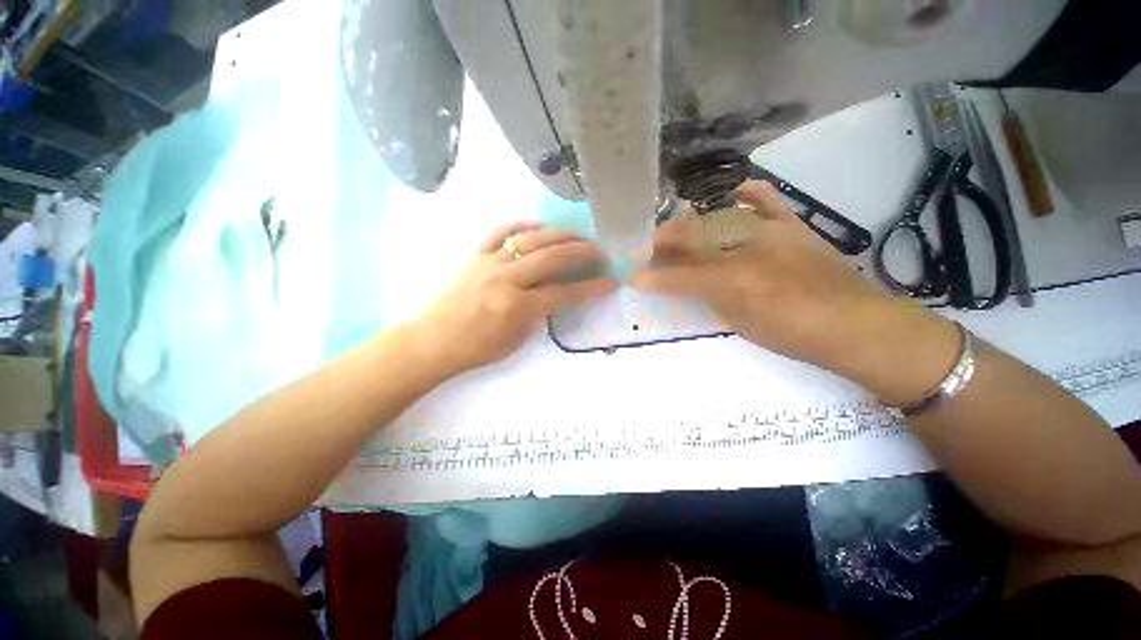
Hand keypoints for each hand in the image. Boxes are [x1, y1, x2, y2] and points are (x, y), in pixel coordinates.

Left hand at [411, 223, 616, 375]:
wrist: (432, 341)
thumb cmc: (476, 349)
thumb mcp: (515, 340)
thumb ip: (537, 315)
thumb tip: (553, 295)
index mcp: (516, 305)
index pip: (563, 293)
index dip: (590, 287)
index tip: (610, 281)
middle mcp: (505, 278)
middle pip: (552, 258)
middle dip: (581, 252)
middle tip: (600, 251)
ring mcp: (489, 262)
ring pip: (531, 239)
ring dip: (559, 234)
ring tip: (577, 235)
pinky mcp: (476, 255)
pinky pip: (500, 232)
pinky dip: (521, 226)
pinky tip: (537, 227)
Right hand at [633, 181, 958, 403]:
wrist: (858, 326)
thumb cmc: (793, 334)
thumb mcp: (740, 323)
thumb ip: (707, 299)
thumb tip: (683, 286)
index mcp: (732, 282)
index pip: (679, 276)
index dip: (652, 275)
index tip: (634, 274)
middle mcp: (747, 250)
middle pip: (692, 238)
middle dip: (664, 242)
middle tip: (649, 250)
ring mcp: (771, 232)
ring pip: (717, 219)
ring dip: (691, 225)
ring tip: (678, 233)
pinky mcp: (793, 226)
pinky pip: (766, 202)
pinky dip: (749, 196)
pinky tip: (735, 195)